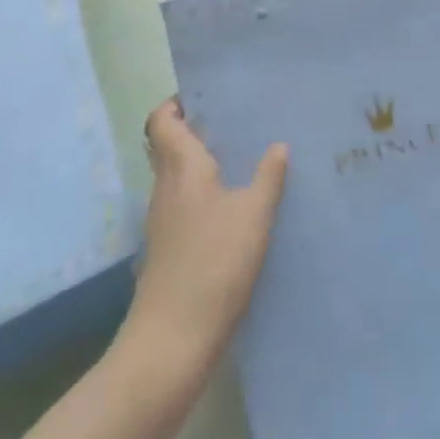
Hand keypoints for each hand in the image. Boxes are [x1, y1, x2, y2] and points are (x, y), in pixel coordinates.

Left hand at [122, 98, 287, 380]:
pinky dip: (202, 196)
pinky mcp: (166, 249)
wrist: (172, 342)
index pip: (161, 120)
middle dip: (195, 130)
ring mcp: (161, 221)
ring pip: (176, 176)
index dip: (176, 103)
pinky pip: (182, 204)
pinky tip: (232, 208)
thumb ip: (268, 177)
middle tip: (233, 124)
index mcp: (180, 167)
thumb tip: (278, 145)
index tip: (205, 96)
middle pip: (168, 145)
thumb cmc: (213, 265)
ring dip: (200, 164)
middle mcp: (164, 187)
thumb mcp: (254, 216)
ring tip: (240, 160)